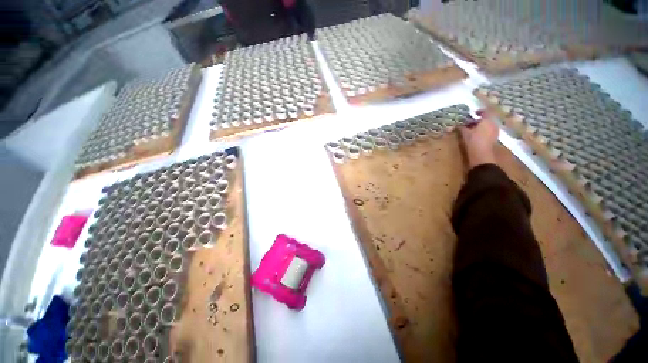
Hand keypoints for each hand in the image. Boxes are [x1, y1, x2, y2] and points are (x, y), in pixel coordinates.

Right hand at [459, 110, 498, 167]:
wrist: (481, 154)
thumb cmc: (473, 141)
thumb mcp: (465, 133)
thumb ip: (462, 127)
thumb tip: (457, 124)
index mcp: (487, 120)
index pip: (485, 112)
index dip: (479, 111)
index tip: (473, 113)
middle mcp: (494, 124)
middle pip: (487, 119)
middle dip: (478, 121)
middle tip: (469, 124)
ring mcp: (495, 131)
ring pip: (488, 125)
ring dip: (481, 126)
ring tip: (472, 130)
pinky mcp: (495, 138)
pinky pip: (489, 131)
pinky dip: (483, 131)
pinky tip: (476, 136)